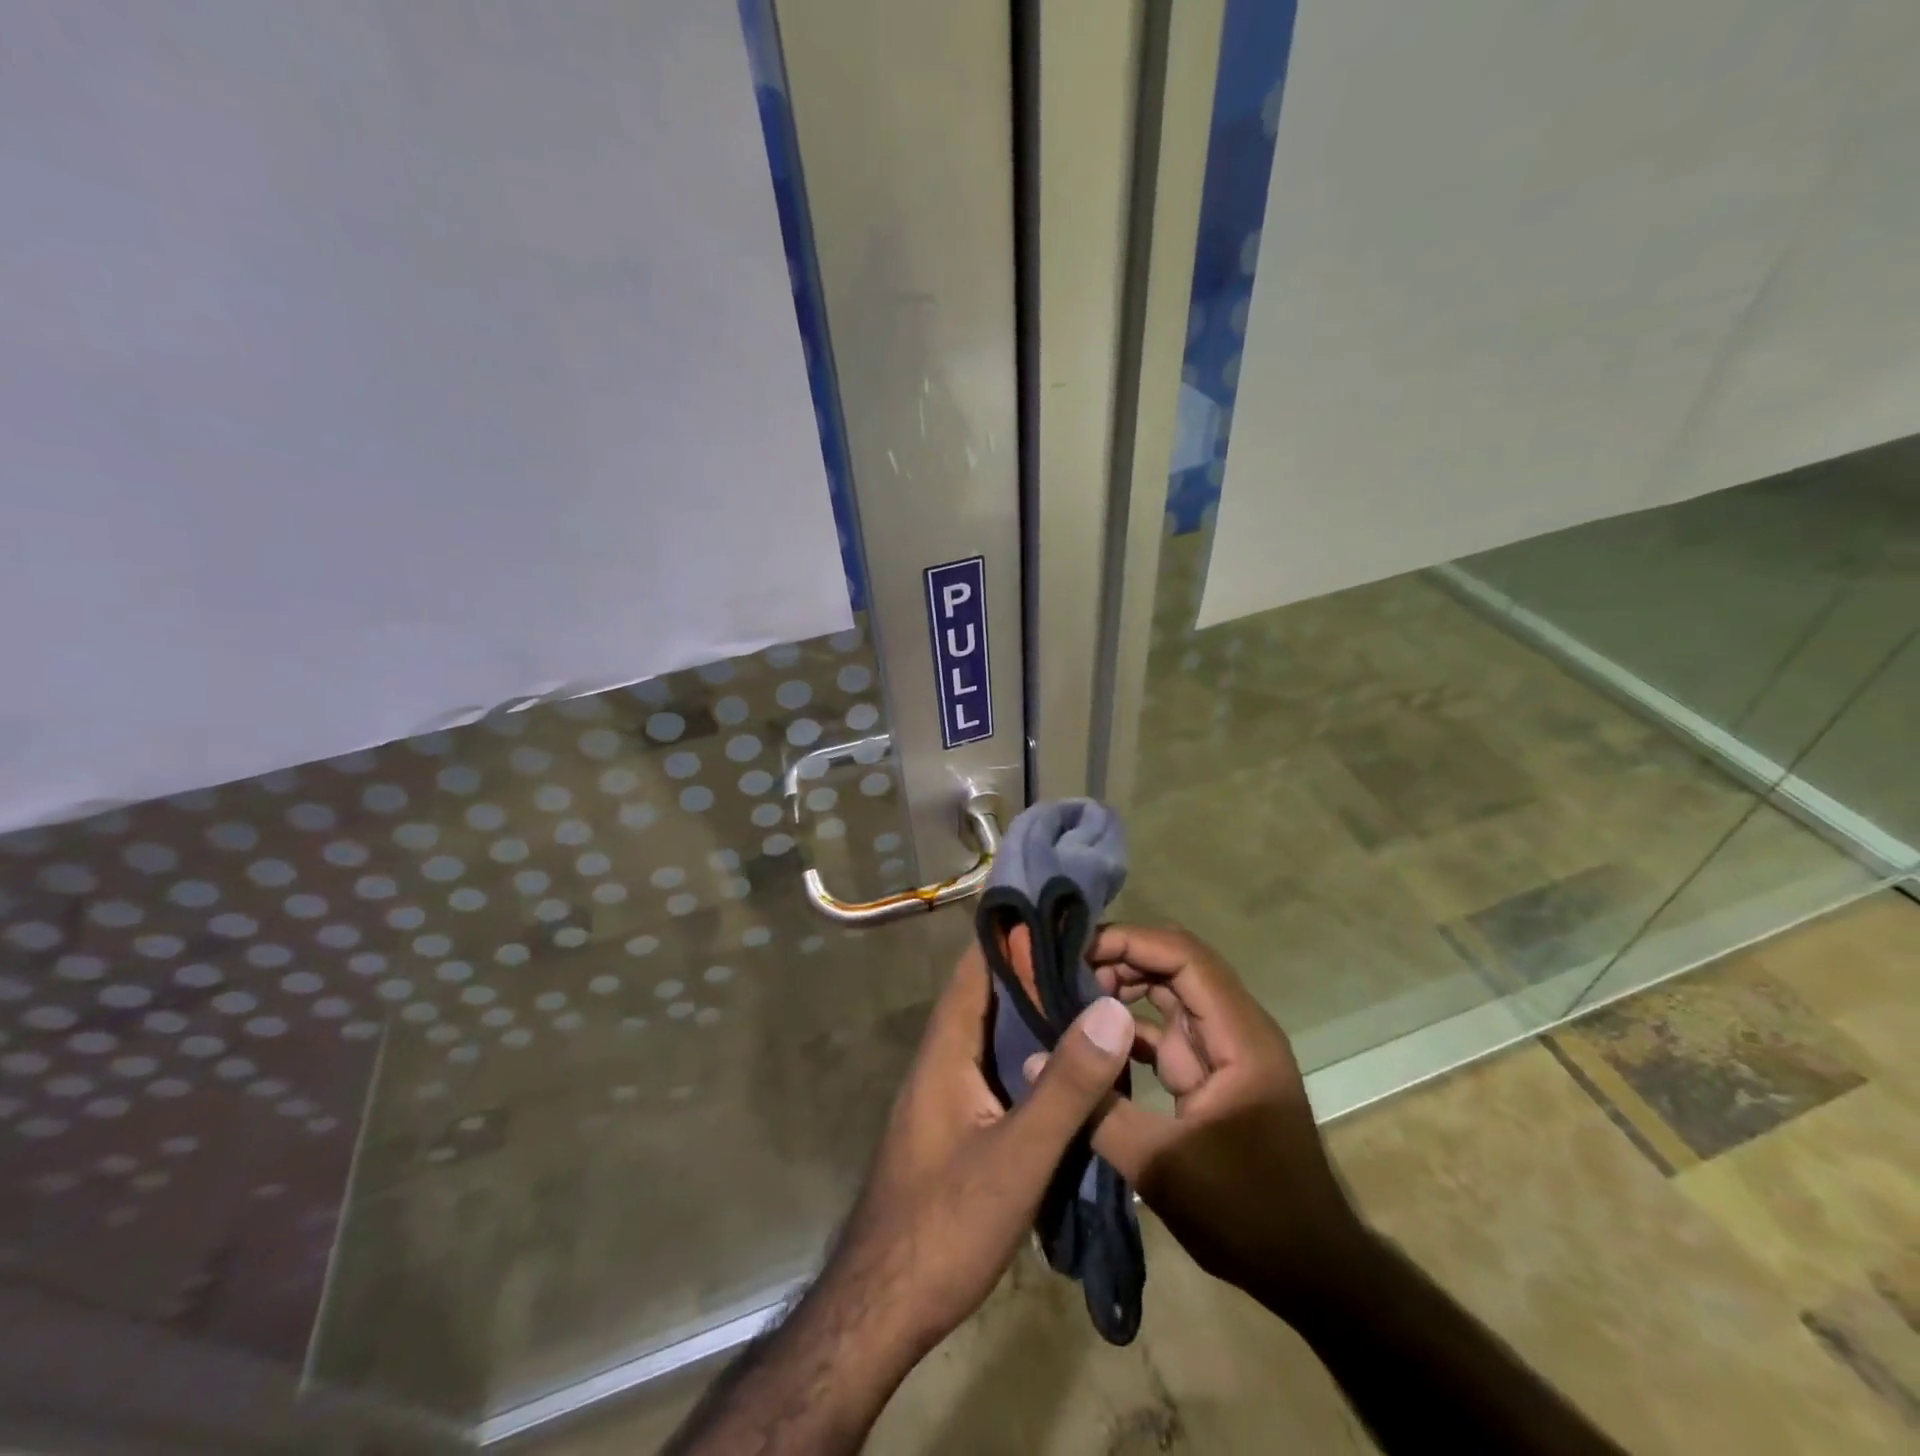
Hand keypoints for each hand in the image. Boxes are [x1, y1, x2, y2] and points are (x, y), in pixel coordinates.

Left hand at [828, 937, 1137, 1360]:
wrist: (884, 1307)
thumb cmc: (945, 1225)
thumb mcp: (1018, 1156)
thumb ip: (1067, 1086)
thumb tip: (1111, 1008)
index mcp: (946, 1048)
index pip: (977, 966)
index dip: (1014, 933)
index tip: (1063, 912)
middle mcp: (943, 1058)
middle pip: (989, 996)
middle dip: (1037, 971)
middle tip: (1097, 955)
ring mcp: (948, 1092)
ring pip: (995, 1034)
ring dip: (1037, 1013)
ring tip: (1094, 998)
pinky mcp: (958, 1123)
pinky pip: (999, 1069)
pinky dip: (1032, 1055)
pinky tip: (1070, 1065)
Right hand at [1062, 924, 1373, 1319]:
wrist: (1311, 1272)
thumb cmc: (1249, 1214)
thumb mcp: (1164, 1167)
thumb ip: (1097, 1110)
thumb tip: (1034, 1062)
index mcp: (1240, 1037)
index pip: (1185, 957)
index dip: (1132, 942)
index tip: (1077, 950)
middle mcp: (1235, 1030)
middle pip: (1176, 966)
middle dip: (1120, 960)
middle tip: (1062, 973)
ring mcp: (1223, 1052)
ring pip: (1169, 995)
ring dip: (1122, 991)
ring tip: (1068, 997)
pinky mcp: (1210, 1076)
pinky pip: (1165, 1033)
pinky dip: (1128, 1030)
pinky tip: (1089, 1041)